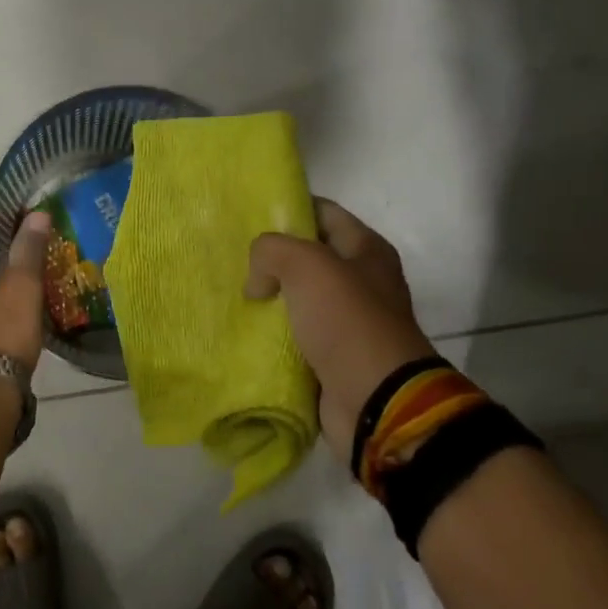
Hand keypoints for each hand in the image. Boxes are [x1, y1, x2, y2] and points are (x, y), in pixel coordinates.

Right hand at [245, 198, 436, 458]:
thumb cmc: (347, 321)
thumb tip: (258, 282)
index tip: (249, 215)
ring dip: (269, 299)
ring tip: (231, 294)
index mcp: (366, 250)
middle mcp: (361, 281)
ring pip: (298, 298)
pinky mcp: (332, 355)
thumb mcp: (306, 265)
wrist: (375, 399)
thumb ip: (272, 251)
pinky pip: (295, 335)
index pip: (323, 212)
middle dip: (272, 258)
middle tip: (233, 259)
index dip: (289, 209)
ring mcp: (348, 321)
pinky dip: (272, 334)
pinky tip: (243, 330)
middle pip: (308, 257)